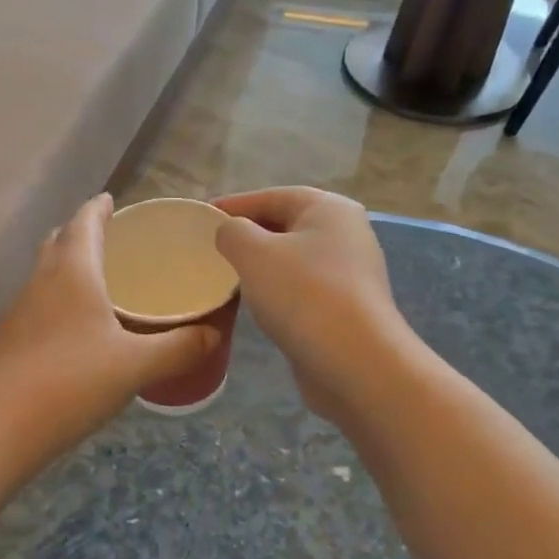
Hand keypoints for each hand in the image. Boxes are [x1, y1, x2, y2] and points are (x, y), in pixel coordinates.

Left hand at [0, 194, 220, 477]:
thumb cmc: (70, 383)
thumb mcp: (135, 366)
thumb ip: (179, 348)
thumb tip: (215, 335)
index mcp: (71, 273)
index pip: (83, 223)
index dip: (97, 208)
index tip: (110, 200)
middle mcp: (41, 282)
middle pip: (58, 243)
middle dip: (82, 234)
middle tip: (113, 240)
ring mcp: (21, 312)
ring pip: (46, 275)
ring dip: (69, 267)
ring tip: (102, 281)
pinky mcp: (11, 341)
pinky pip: (41, 305)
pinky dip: (61, 300)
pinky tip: (80, 329)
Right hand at [213, 187, 413, 426]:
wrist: (354, 362)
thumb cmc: (303, 294)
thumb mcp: (254, 253)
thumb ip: (233, 232)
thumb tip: (230, 232)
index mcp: (330, 209)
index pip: (274, 196)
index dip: (236, 204)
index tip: (204, 216)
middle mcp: (347, 234)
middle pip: (288, 225)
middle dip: (250, 234)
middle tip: (213, 246)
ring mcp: (351, 274)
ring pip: (295, 259)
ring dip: (263, 264)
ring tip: (228, 274)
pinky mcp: (347, 308)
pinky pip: (303, 288)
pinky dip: (278, 290)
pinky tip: (257, 304)